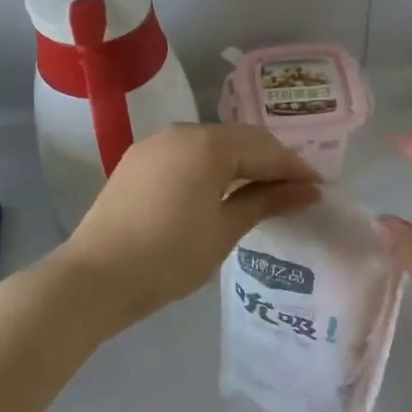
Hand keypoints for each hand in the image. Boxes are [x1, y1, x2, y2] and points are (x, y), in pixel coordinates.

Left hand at [55, 123, 320, 327]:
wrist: (94, 279)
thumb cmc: (168, 257)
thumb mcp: (225, 230)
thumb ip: (267, 201)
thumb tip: (309, 190)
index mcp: (207, 144)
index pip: (264, 147)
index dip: (294, 167)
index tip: (318, 189)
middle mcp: (181, 131)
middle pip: (239, 140)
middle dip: (269, 163)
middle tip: (295, 191)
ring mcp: (155, 144)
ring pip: (212, 145)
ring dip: (240, 164)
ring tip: (262, 192)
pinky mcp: (137, 161)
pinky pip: (187, 155)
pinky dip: (211, 168)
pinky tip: (220, 191)